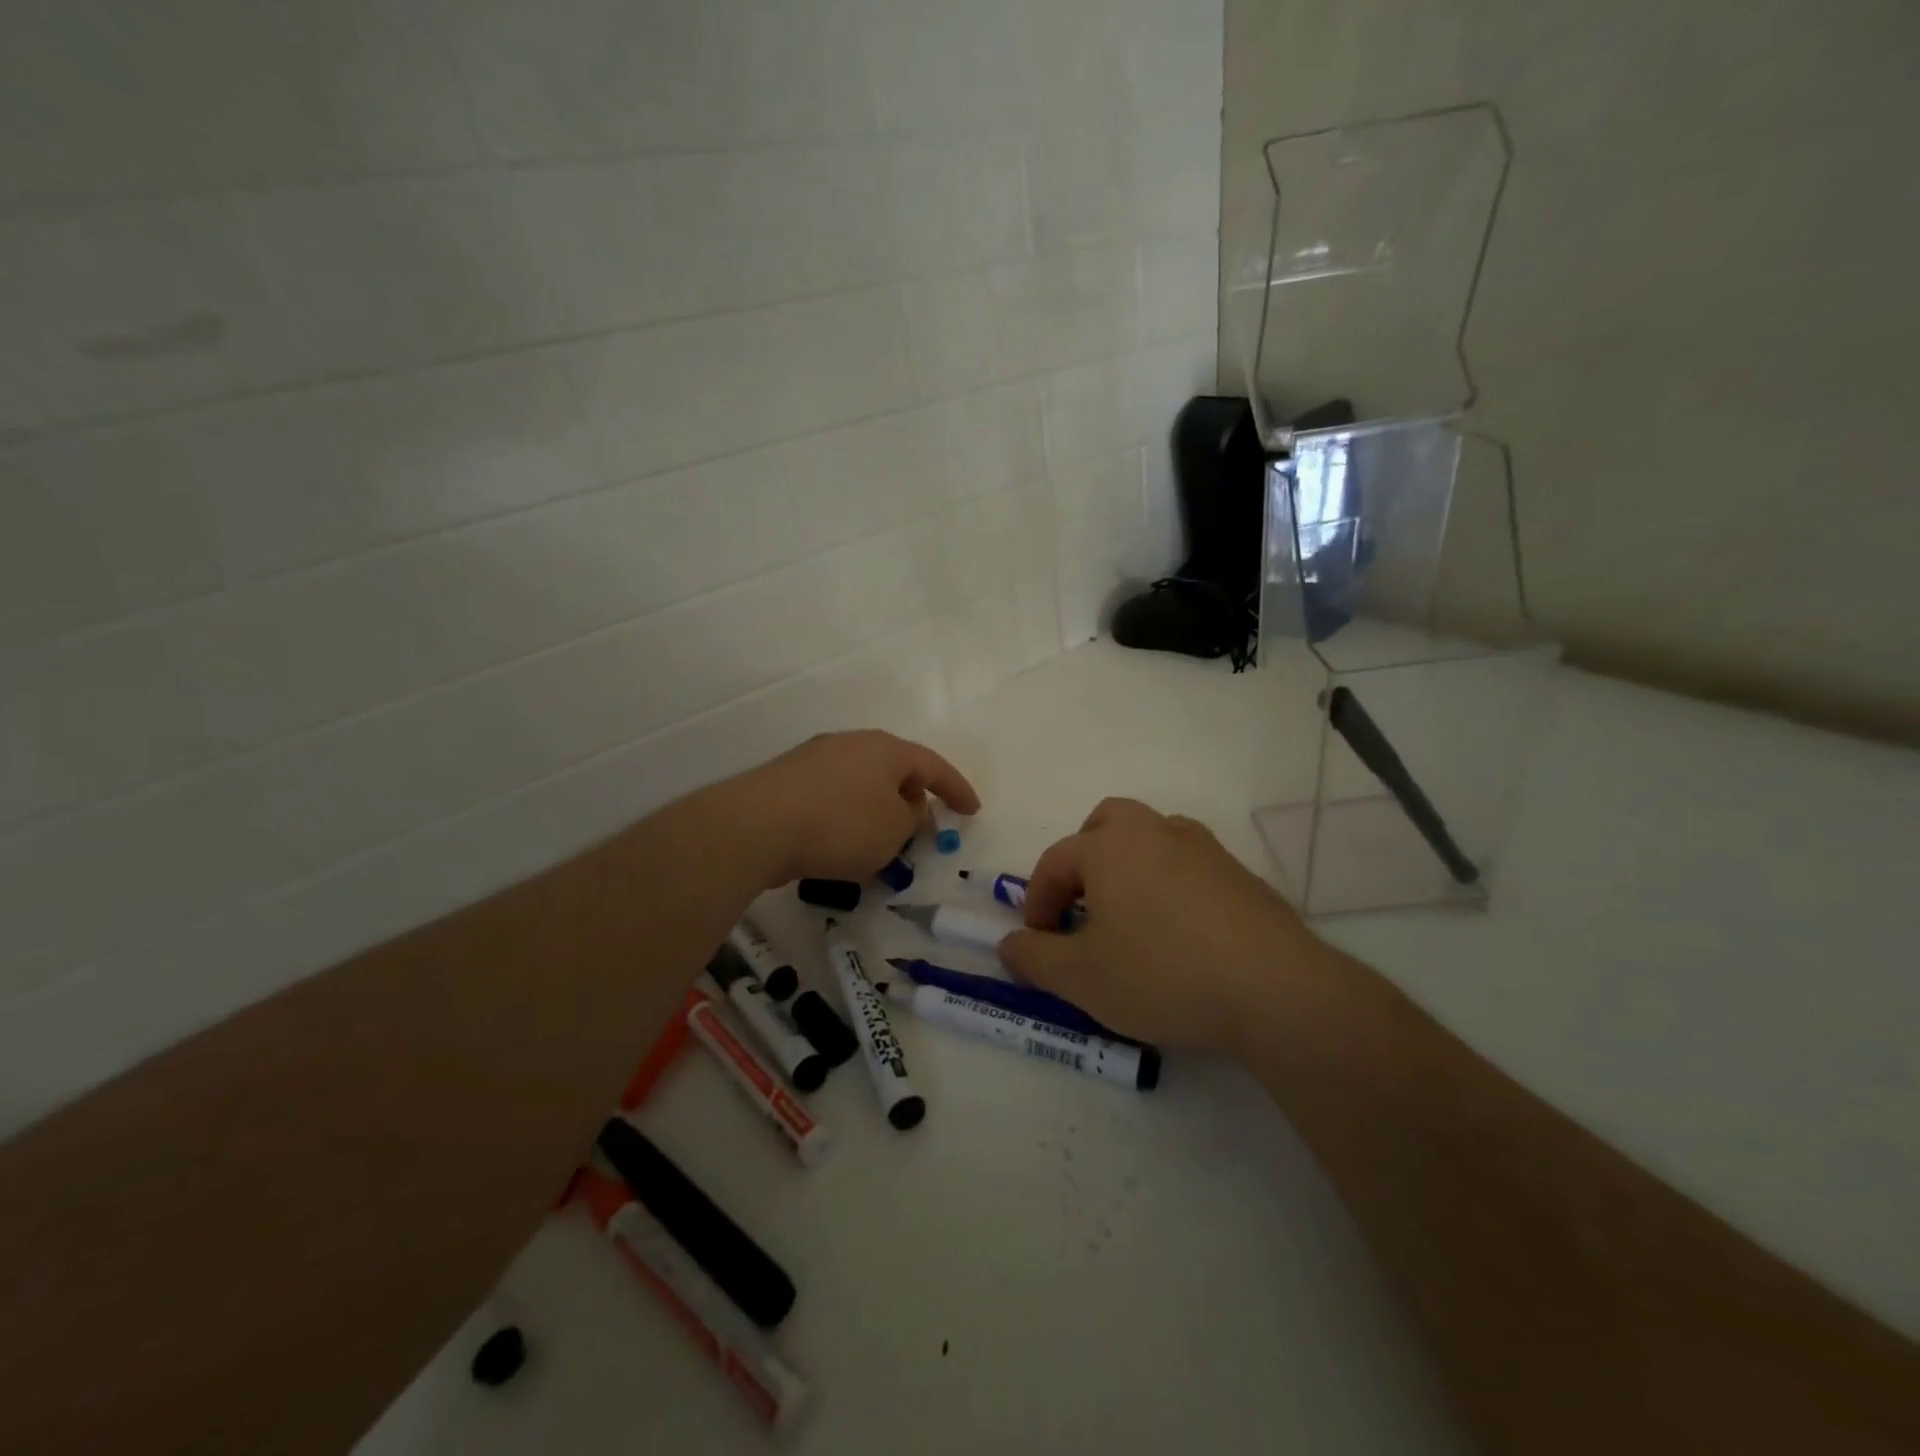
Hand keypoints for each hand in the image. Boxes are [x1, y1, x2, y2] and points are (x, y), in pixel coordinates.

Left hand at [721, 730, 979, 888]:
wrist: (756, 826)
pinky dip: (846, 815)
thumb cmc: (840, 825)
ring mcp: (814, 759)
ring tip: (879, 840)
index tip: (972, 811)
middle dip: (912, 796)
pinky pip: (832, 796)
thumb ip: (911, 818)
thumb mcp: (893, 830)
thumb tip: (905, 807)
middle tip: (921, 825)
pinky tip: (838, 842)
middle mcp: (851, 744)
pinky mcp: (786, 781)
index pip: (933, 765)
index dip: (957, 789)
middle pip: (893, 768)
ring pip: (860, 782)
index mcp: (885, 749)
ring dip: (877, 808)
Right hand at [999, 798, 1323, 1055]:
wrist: (1274, 989)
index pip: (1056, 861)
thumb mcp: (1081, 978)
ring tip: (1129, 921)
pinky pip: (1187, 866)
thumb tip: (1009, 944)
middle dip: (1084, 860)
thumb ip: (1034, 958)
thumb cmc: (1162, 974)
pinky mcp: (1241, 874)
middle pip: (1106, 824)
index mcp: (1111, 845)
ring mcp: (1204, 848)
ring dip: (1128, 869)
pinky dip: (1169, 886)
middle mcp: (1156, 831)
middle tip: (1082, 906)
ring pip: (1151, 840)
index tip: (1038, 941)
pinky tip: (1179, 935)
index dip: (1037, 900)